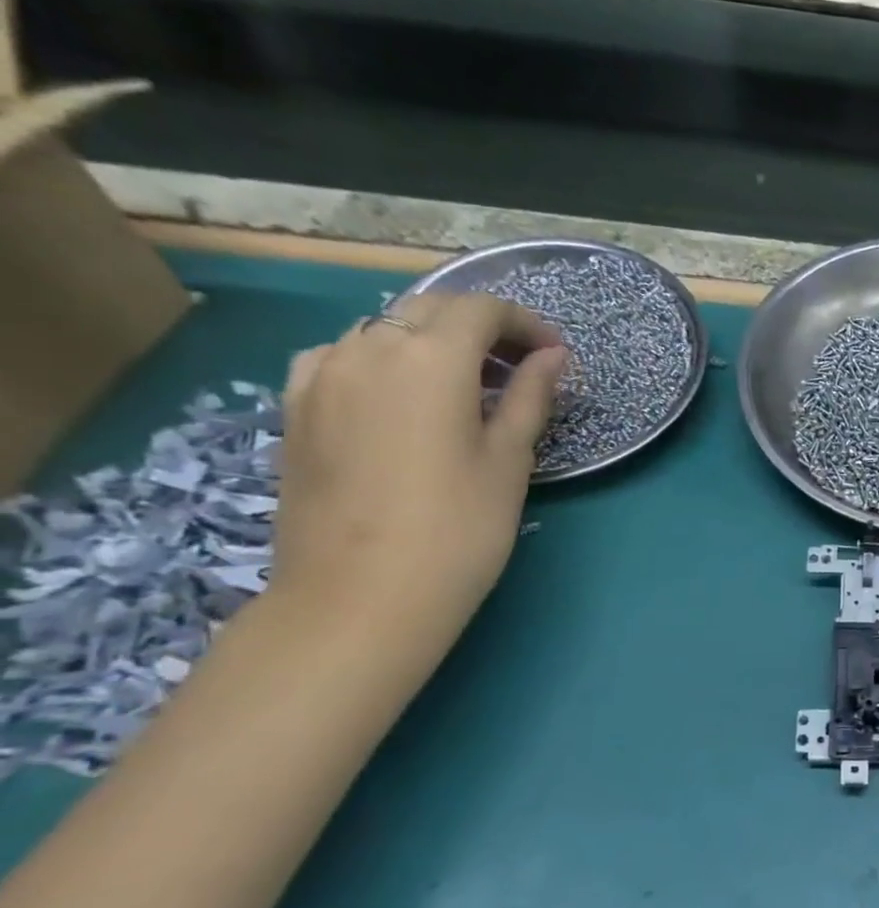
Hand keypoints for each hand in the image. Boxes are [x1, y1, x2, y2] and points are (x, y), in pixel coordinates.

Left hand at [269, 292, 567, 651]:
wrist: (359, 598)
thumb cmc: (458, 530)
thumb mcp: (509, 460)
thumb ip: (530, 396)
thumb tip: (552, 357)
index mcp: (430, 359)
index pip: (482, 310)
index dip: (525, 323)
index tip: (554, 355)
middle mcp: (369, 349)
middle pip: (430, 309)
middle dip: (482, 326)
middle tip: (520, 366)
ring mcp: (321, 376)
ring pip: (383, 328)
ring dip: (431, 340)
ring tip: (465, 382)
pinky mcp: (295, 408)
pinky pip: (341, 356)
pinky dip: (380, 358)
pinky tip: (397, 393)